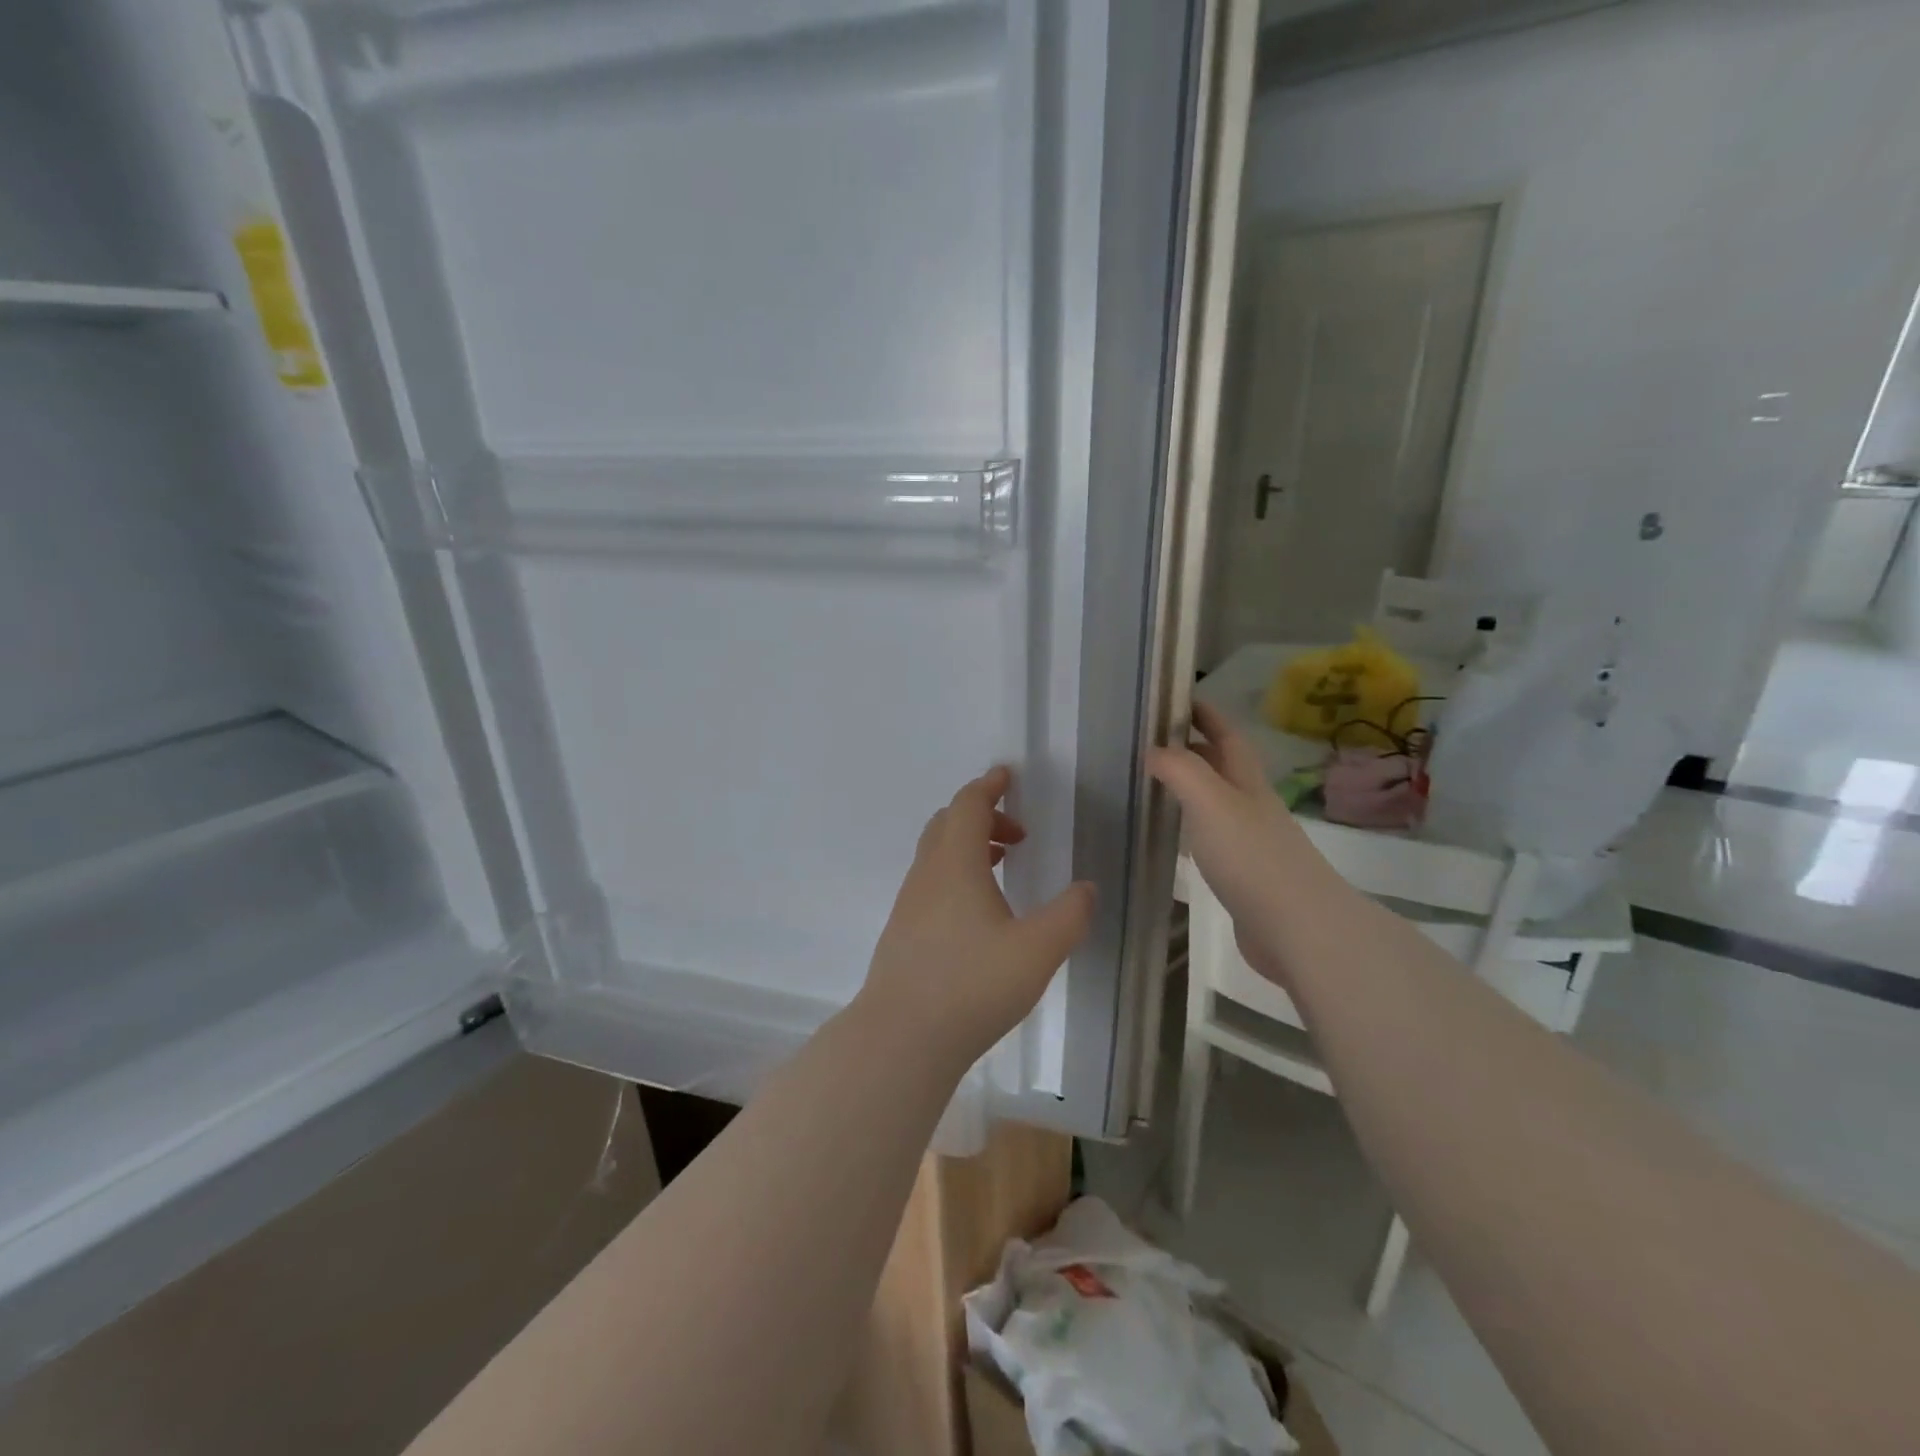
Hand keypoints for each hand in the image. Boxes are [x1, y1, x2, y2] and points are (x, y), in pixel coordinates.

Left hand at [857, 767, 1095, 1068]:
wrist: (901, 1037)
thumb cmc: (972, 985)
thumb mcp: (1038, 950)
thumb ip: (1069, 915)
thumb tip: (1085, 888)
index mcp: (956, 863)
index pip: (968, 805)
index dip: (989, 786)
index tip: (1008, 776)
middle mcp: (927, 874)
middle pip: (947, 823)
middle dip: (982, 816)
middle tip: (1017, 834)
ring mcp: (909, 903)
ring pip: (936, 854)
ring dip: (968, 846)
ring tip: (1003, 866)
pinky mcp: (902, 931)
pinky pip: (930, 881)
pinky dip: (955, 873)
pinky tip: (976, 911)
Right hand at [1147, 702, 1321, 986]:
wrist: (1298, 930)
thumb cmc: (1253, 857)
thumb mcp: (1211, 801)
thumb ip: (1180, 770)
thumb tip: (1153, 750)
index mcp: (1247, 783)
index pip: (1227, 736)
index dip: (1206, 714)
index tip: (1177, 699)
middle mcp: (1251, 807)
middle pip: (1223, 768)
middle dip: (1194, 749)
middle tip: (1152, 742)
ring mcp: (1250, 843)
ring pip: (1216, 803)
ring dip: (1190, 789)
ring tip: (1153, 784)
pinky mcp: (1244, 877)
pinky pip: (1212, 840)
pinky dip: (1191, 829)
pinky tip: (1173, 839)